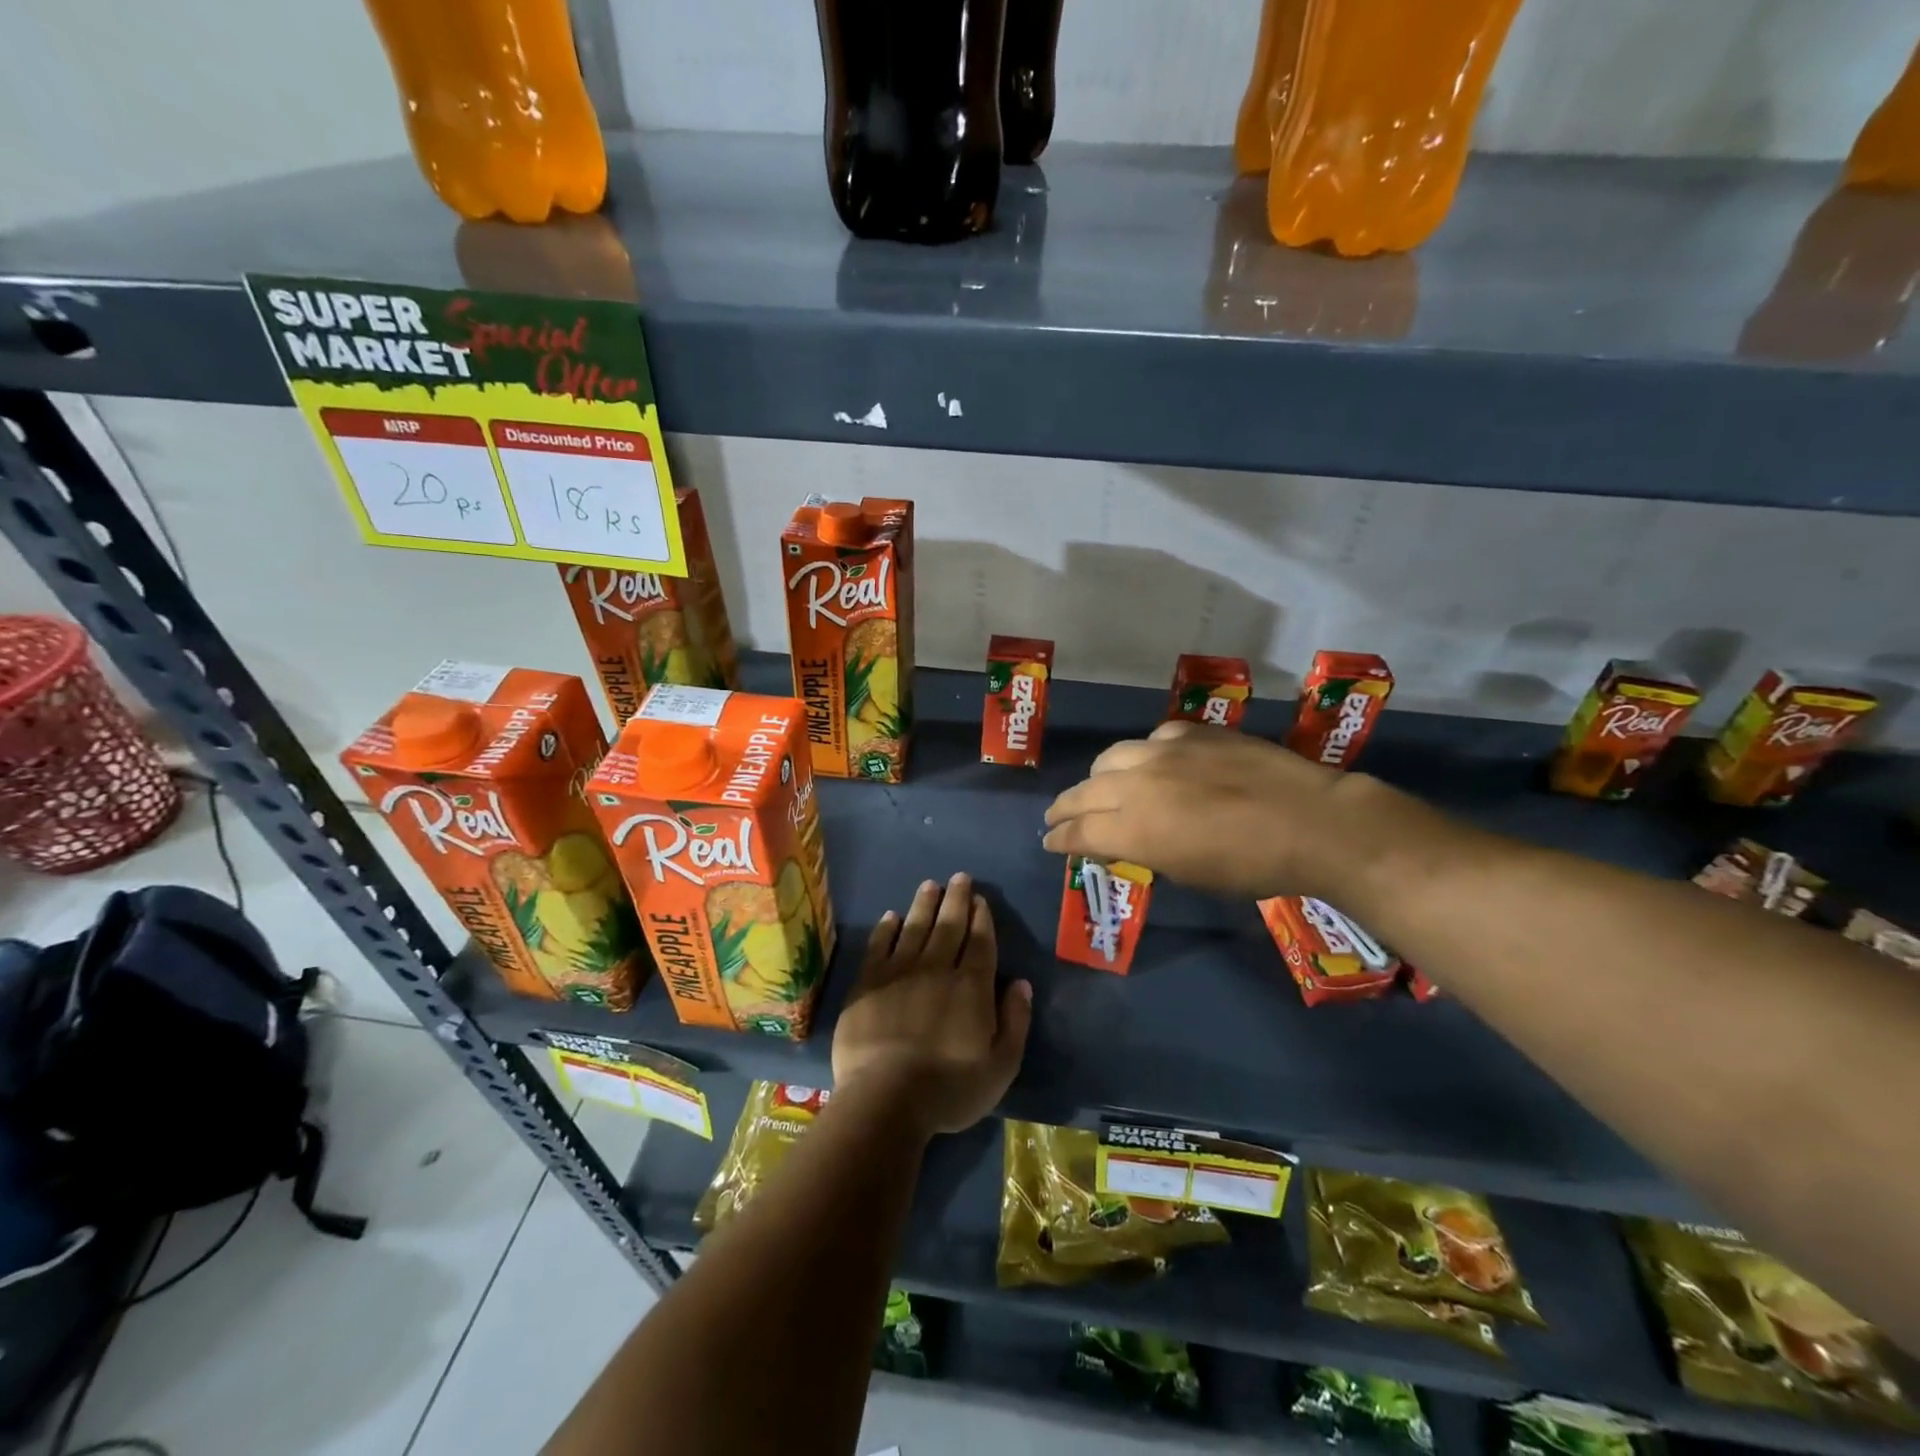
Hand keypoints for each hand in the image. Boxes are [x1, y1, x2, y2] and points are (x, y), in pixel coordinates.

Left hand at [831, 874, 1032, 1137]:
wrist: (886, 1098)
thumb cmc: (950, 1088)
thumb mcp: (1001, 1066)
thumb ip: (1015, 1021)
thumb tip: (1021, 983)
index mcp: (971, 987)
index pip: (979, 942)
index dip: (981, 918)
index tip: (981, 899)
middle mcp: (937, 969)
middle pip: (949, 926)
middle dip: (957, 899)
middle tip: (960, 877)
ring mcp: (899, 973)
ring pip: (915, 927)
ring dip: (924, 904)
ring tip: (931, 885)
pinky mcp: (868, 983)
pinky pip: (879, 945)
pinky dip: (886, 928)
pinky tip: (891, 916)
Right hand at [1042, 721, 1373, 900]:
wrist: (1311, 822)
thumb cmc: (1252, 867)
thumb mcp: (1188, 874)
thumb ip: (1146, 853)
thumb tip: (1125, 844)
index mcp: (1134, 830)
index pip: (1078, 832)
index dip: (1059, 839)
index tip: (1049, 842)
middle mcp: (1136, 786)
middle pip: (1083, 792)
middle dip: (1064, 807)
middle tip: (1056, 816)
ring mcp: (1162, 753)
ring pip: (1111, 758)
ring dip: (1099, 777)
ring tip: (1101, 786)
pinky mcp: (1190, 733)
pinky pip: (1152, 741)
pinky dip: (1145, 756)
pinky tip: (1156, 764)